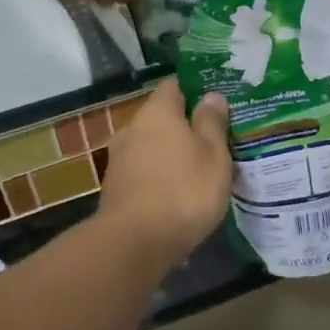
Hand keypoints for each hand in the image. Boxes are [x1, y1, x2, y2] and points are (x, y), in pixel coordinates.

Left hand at [98, 80, 231, 262]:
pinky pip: (143, 172)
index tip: (215, 107)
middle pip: (161, 118)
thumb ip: (212, 123)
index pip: (173, 87)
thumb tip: (211, 96)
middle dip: (184, 128)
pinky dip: (158, 177)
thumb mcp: (214, 156)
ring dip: (170, 155)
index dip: (194, 92)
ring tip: (197, 171)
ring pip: (151, 147)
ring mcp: (118, 159)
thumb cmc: (184, 191)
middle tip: (213, 143)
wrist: (134, 243)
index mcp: (157, 112)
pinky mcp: (114, 188)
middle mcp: (132, 128)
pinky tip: (176, 194)